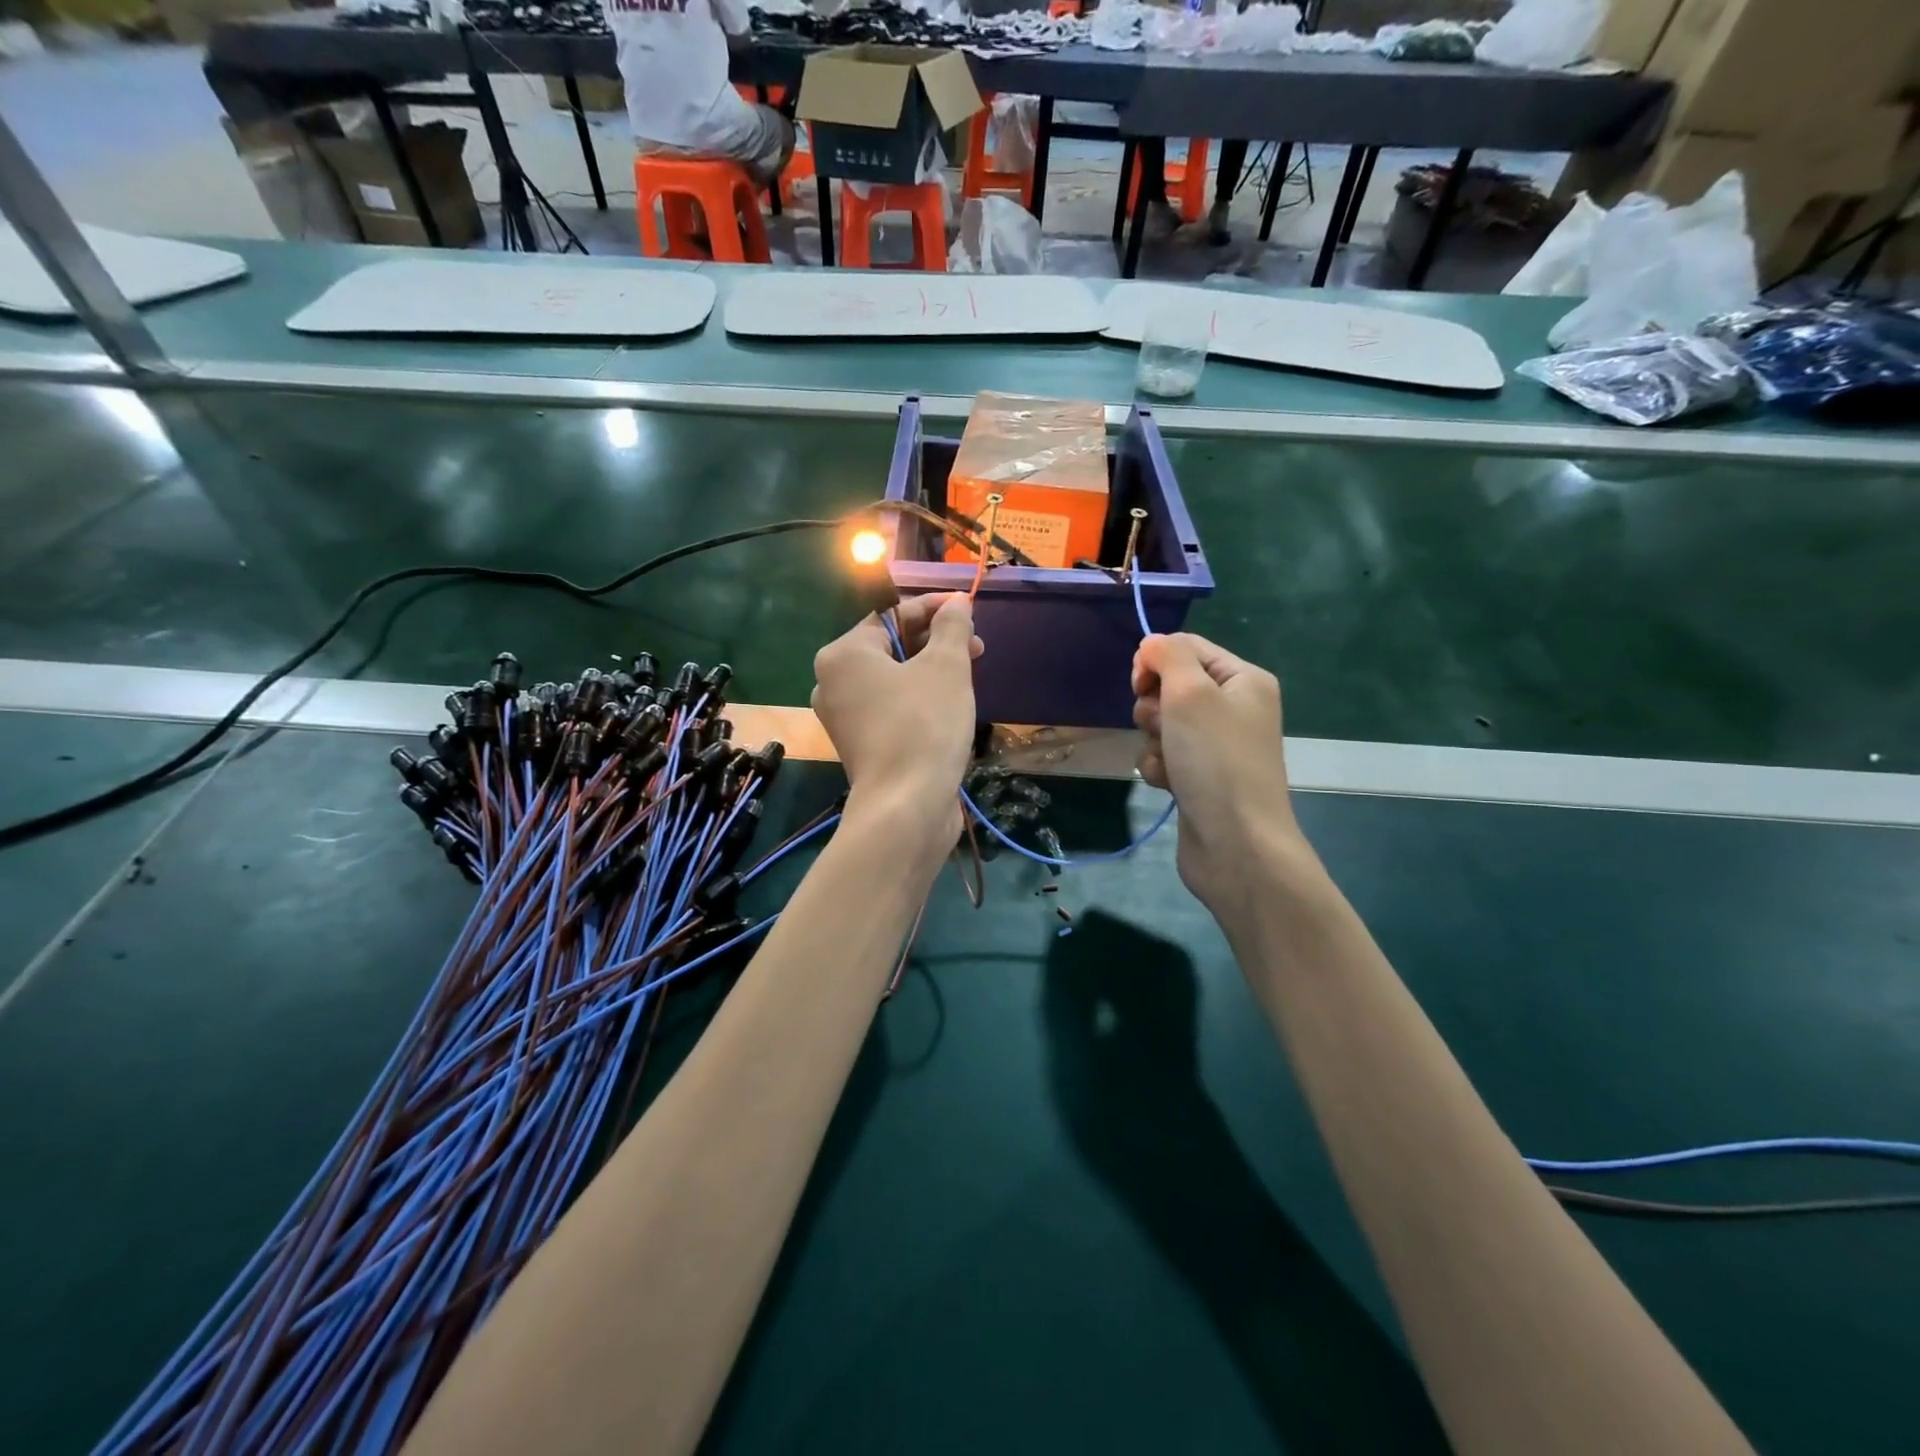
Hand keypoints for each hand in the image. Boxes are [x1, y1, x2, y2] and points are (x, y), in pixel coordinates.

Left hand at [811, 593, 981, 845]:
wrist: (906, 807)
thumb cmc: (924, 725)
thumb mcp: (946, 666)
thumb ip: (951, 626)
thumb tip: (956, 603)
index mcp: (843, 655)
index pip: (891, 616)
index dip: (933, 608)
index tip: (968, 610)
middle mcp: (833, 683)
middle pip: (891, 648)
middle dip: (936, 642)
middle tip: (976, 647)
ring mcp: (844, 718)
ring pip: (893, 680)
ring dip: (931, 671)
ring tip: (969, 675)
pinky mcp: (861, 746)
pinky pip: (891, 709)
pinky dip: (919, 700)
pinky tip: (949, 706)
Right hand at [1131, 633, 1306, 916]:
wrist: (1236, 843)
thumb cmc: (1215, 760)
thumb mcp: (1191, 693)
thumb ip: (1168, 656)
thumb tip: (1152, 643)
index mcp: (1243, 680)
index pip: (1188, 647)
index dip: (1157, 660)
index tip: (1139, 684)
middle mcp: (1233, 708)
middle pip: (1170, 686)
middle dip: (1154, 707)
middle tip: (1164, 727)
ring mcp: (1216, 745)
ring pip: (1162, 724)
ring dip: (1154, 741)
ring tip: (1170, 762)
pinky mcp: (1199, 776)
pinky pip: (1163, 756)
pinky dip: (1159, 767)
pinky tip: (1169, 784)